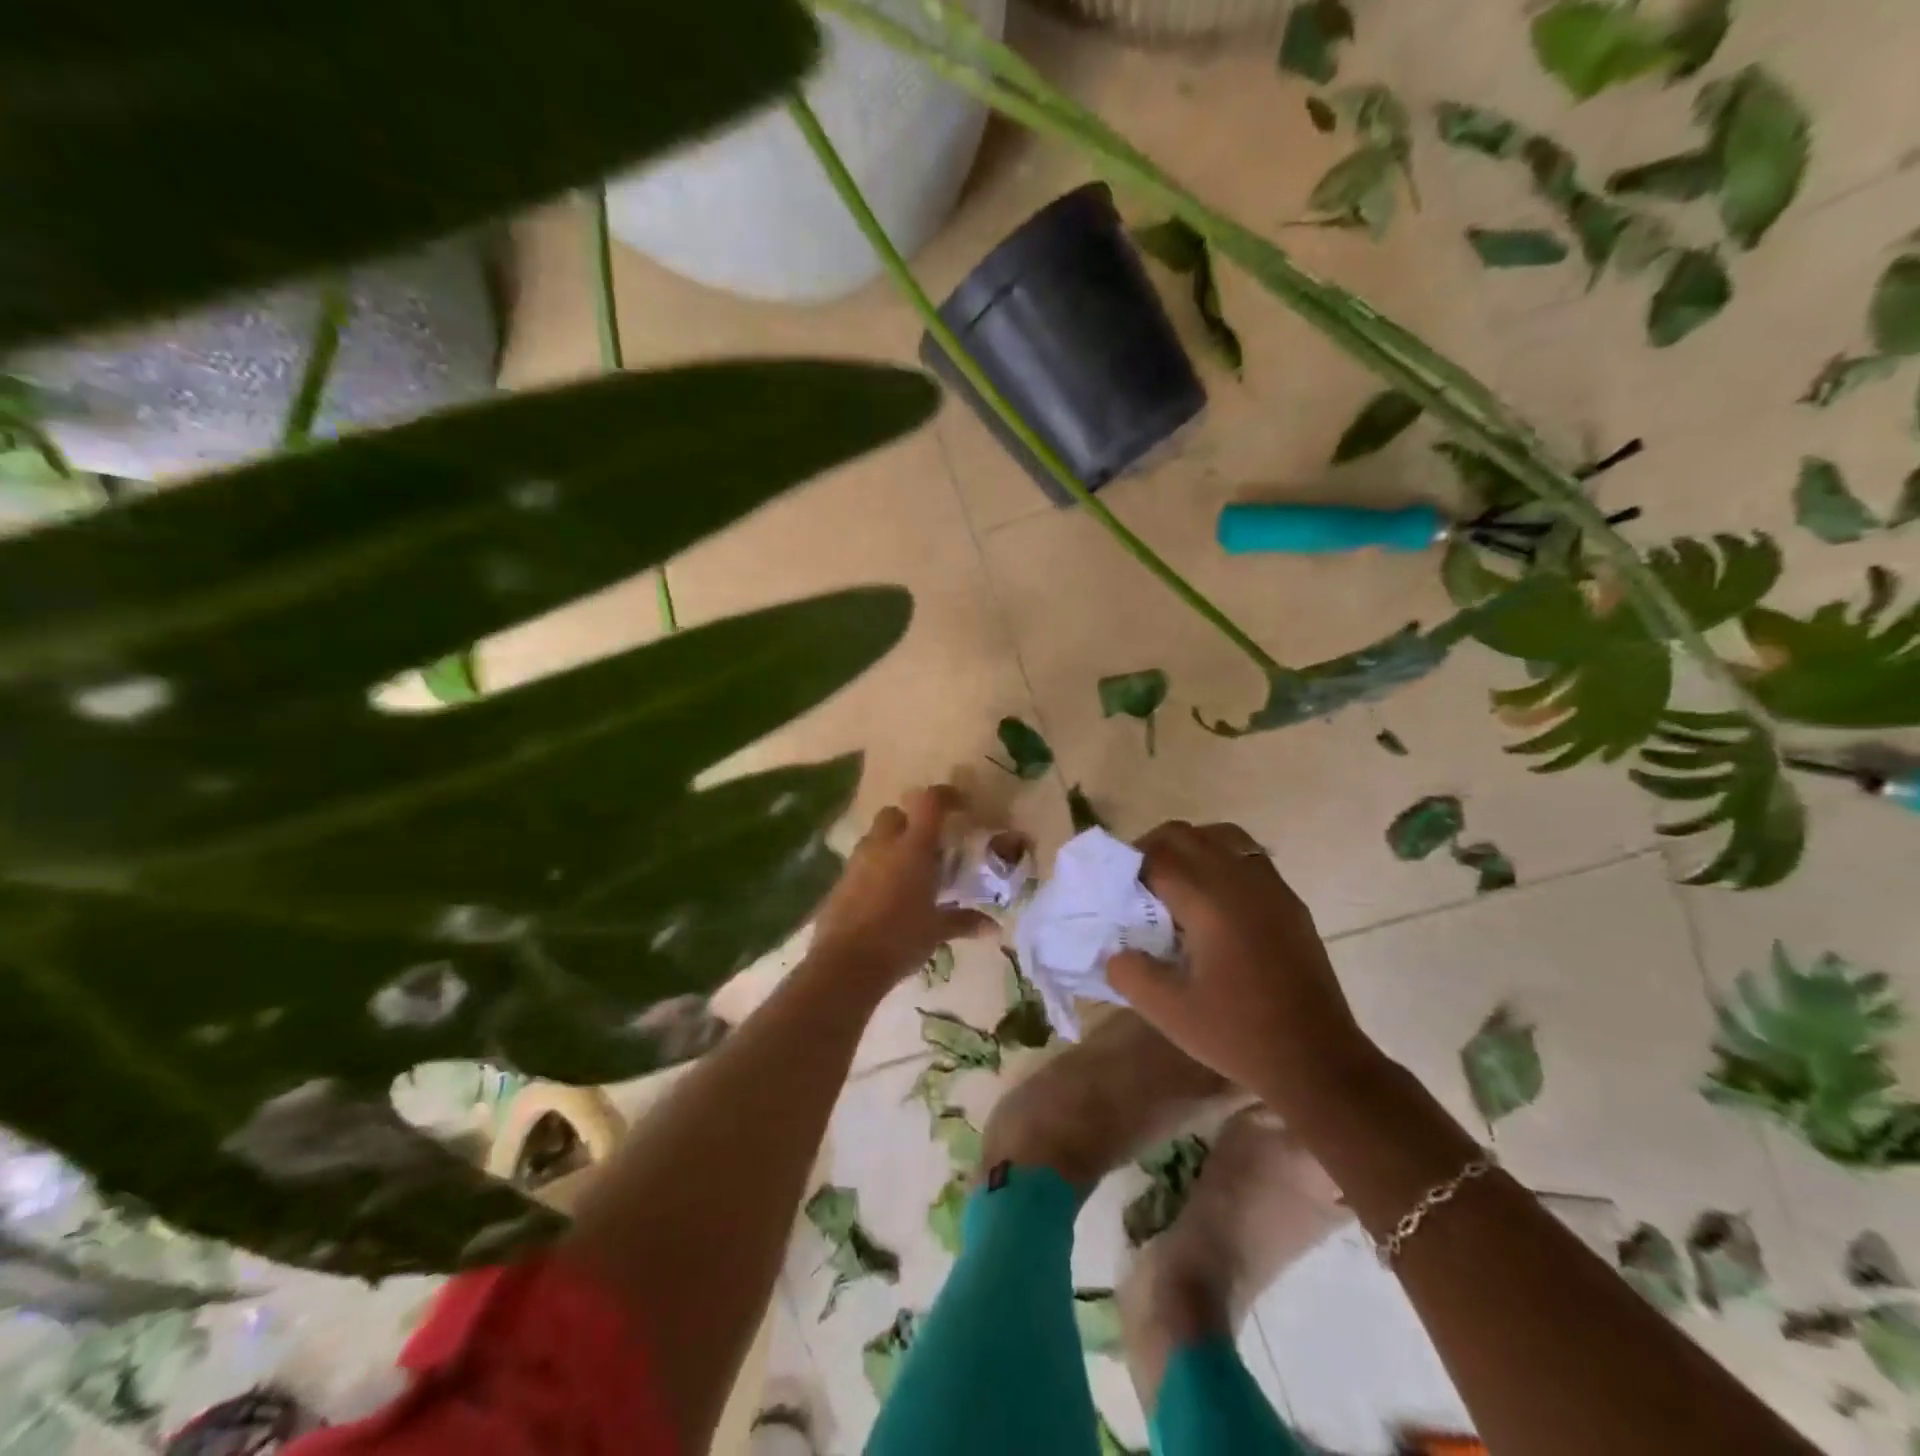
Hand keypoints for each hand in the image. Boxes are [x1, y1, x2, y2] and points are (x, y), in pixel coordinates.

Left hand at [808, 785, 994, 987]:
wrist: (846, 964)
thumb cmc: (900, 940)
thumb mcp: (937, 931)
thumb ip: (964, 921)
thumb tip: (992, 926)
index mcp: (913, 848)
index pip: (930, 802)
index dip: (946, 796)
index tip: (961, 805)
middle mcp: (883, 845)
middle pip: (895, 813)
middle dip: (911, 821)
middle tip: (929, 844)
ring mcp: (857, 862)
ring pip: (875, 837)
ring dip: (892, 845)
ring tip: (909, 872)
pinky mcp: (839, 881)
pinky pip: (861, 863)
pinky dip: (875, 869)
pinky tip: (886, 895)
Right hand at [1107, 821, 1375, 1107]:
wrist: (1318, 1061)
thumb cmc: (1239, 1035)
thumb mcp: (1168, 1012)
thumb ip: (1128, 972)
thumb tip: (1114, 949)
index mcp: (1208, 901)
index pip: (1157, 856)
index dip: (1128, 867)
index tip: (1114, 892)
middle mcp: (1240, 880)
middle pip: (1185, 835)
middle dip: (1153, 849)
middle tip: (1136, 885)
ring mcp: (1270, 887)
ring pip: (1221, 836)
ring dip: (1189, 848)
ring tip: (1174, 885)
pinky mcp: (1289, 902)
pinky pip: (1248, 857)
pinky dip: (1220, 861)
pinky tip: (1213, 904)